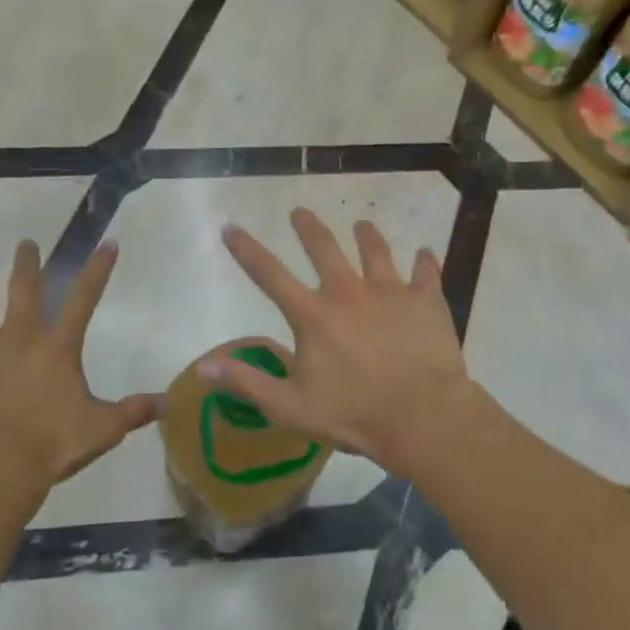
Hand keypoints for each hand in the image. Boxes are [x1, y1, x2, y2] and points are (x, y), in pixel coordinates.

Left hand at [0, 239, 155, 504]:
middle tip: (25, 243)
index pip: (84, 299)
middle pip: (23, 291)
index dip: (98, 270)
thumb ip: (133, 412)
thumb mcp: (102, 430)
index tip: (106, 243)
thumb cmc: (50, 447)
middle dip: (26, 265)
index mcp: (57, 348)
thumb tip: (168, 402)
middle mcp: (19, 339)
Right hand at [201, 210, 480, 475]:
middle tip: (299, 212)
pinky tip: (426, 253)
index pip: (270, 275)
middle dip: (308, 227)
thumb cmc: (354, 415)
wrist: (423, 417)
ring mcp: (390, 292)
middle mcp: (348, 292)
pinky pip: (426, 272)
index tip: (231, 228)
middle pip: (324, 248)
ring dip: (367, 235)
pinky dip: (425, 262)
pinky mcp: (425, 301)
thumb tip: (204, 365)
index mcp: (313, 315)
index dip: (247, 250)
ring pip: (375, 251)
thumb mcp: (291, 407)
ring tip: (362, 224)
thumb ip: (247, 382)